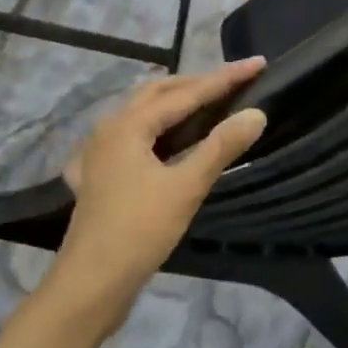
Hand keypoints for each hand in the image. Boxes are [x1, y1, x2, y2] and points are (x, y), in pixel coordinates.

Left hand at [45, 60, 267, 330]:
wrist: (90, 284)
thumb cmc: (139, 232)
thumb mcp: (186, 188)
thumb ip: (220, 147)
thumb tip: (256, 114)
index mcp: (129, 124)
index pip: (187, 92)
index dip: (224, 78)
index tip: (257, 63)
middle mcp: (110, 127)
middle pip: (159, 92)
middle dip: (197, 83)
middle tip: (234, 82)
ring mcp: (99, 151)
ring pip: (142, 113)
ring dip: (175, 103)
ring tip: (206, 103)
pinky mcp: (99, 174)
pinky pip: (132, 136)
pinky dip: (155, 128)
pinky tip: (163, 140)